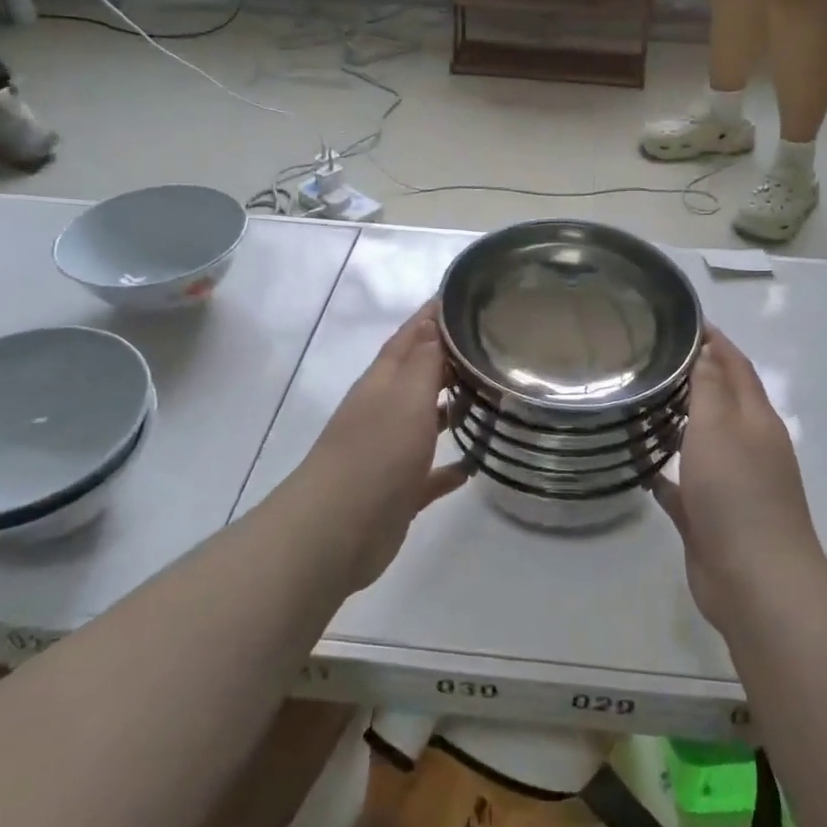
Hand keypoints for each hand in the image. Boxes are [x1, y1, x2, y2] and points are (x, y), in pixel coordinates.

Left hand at [293, 304, 468, 586]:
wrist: (337, 529)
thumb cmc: (377, 451)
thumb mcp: (407, 395)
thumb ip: (425, 360)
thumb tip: (436, 322)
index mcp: (383, 382)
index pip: (410, 336)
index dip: (431, 316)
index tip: (460, 297)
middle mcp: (384, 411)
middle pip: (417, 376)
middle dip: (447, 359)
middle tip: (489, 347)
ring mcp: (388, 452)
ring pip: (424, 423)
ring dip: (450, 410)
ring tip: (489, 400)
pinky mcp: (398, 492)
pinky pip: (429, 474)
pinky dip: (449, 468)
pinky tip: (474, 466)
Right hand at [653, 326, 826, 629]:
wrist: (755, 580)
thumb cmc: (737, 492)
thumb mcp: (720, 427)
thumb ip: (711, 387)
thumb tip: (708, 350)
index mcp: (756, 420)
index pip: (737, 367)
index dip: (716, 342)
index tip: (687, 321)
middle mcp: (747, 447)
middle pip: (720, 402)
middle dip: (694, 377)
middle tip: (651, 358)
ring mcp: (730, 484)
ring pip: (701, 442)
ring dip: (678, 422)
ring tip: (640, 404)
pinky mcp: (710, 517)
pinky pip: (682, 485)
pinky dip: (665, 471)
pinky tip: (637, 464)